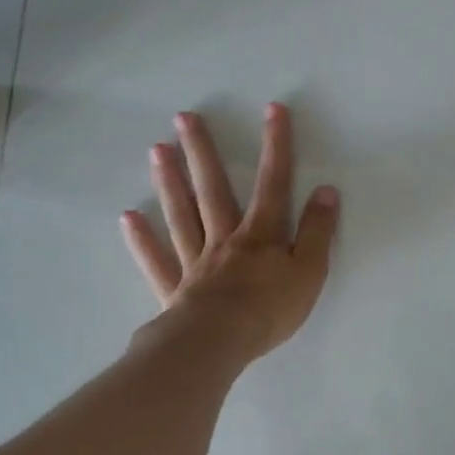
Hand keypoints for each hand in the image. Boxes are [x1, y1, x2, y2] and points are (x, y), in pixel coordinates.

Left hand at [121, 103, 339, 362]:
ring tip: (157, 149)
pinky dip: (142, 240)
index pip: (273, 182)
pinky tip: (128, 217)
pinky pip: (156, 260)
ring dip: (170, 182)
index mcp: (260, 234)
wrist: (219, 344)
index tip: (272, 109)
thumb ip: (317, 231)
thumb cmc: (269, 309)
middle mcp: (224, 238)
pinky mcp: (174, 288)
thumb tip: (326, 191)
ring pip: (181, 215)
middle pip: (213, 189)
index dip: (276, 145)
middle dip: (202, 151)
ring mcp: (195, 262)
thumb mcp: (309, 271)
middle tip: (184, 117)